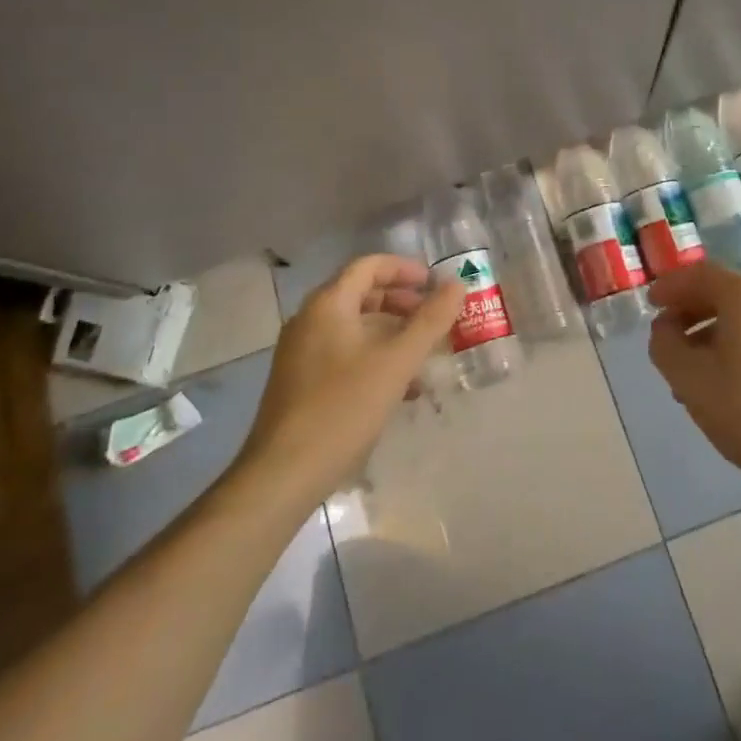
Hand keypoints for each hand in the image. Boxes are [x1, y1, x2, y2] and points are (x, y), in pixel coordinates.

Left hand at [237, 254, 464, 507]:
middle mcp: (310, 319)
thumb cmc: (343, 408)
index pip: (369, 266)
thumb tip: (457, 284)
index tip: (436, 285)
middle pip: (362, 294)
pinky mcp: (300, 382)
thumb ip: (430, 320)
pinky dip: (374, 357)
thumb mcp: (397, 362)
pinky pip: (344, 353)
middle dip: (402, 302)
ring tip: (424, 355)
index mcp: (328, 304)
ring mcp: (301, 352)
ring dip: (392, 333)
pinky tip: (399, 389)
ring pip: (355, 327)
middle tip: (434, 318)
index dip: (405, 269)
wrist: (283, 474)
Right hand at [647, 261, 740, 495]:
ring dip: (706, 336)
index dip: (669, 286)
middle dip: (687, 312)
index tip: (649, 305)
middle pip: (720, 294)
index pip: (699, 274)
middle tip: (663, 337)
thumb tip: (665, 329)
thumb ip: (664, 344)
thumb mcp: (688, 376)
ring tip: (685, 372)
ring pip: (738, 321)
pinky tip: (717, 386)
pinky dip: (730, 350)